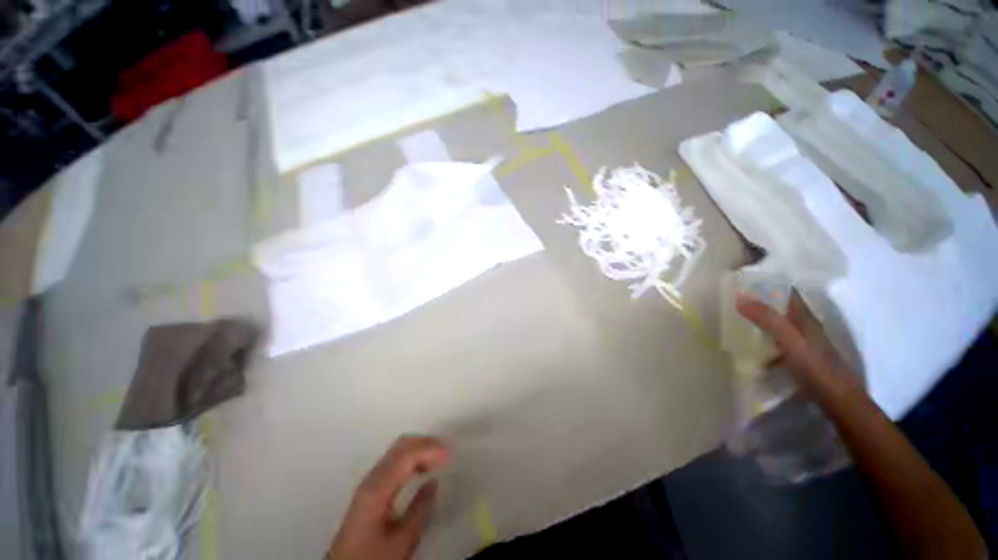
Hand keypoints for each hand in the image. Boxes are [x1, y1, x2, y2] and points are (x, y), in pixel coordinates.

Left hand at [326, 436, 451, 559]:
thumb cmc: (374, 558)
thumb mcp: (402, 541)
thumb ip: (419, 509)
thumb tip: (434, 482)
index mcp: (378, 488)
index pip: (407, 455)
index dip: (431, 449)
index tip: (451, 452)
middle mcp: (372, 478)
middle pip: (401, 446)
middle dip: (426, 443)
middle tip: (447, 450)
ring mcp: (369, 481)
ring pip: (397, 450)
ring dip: (420, 448)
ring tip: (440, 457)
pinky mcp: (370, 488)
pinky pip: (394, 461)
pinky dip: (412, 457)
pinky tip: (422, 467)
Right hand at [735, 292, 859, 400]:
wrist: (840, 401)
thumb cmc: (816, 368)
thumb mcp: (790, 341)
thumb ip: (768, 319)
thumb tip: (740, 297)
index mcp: (804, 318)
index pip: (787, 293)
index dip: (769, 284)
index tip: (745, 279)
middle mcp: (805, 326)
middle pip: (782, 307)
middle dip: (761, 301)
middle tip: (734, 298)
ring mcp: (804, 343)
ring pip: (780, 324)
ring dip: (762, 320)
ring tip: (738, 319)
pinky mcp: (801, 357)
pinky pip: (778, 341)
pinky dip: (765, 338)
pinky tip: (753, 346)